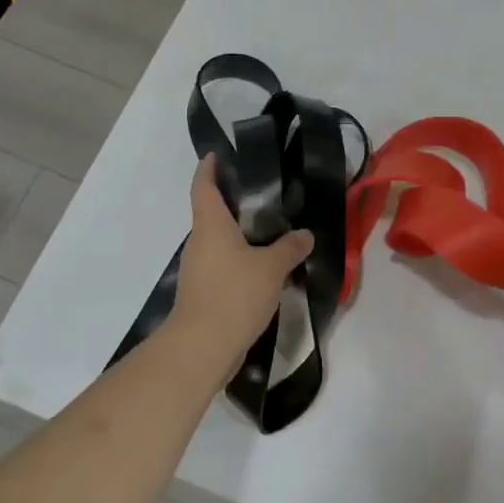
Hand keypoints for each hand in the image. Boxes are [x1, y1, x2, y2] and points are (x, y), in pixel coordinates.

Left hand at [168, 155, 313, 377]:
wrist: (201, 347)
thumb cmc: (234, 294)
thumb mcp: (272, 267)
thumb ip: (290, 247)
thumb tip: (305, 234)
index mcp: (211, 225)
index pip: (203, 185)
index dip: (208, 167)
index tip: (218, 154)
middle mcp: (200, 241)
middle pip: (211, 212)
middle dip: (233, 201)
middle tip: (264, 194)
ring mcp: (198, 268)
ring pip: (218, 240)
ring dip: (239, 233)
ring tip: (271, 230)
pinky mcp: (202, 292)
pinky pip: (222, 264)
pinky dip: (239, 259)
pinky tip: (263, 267)